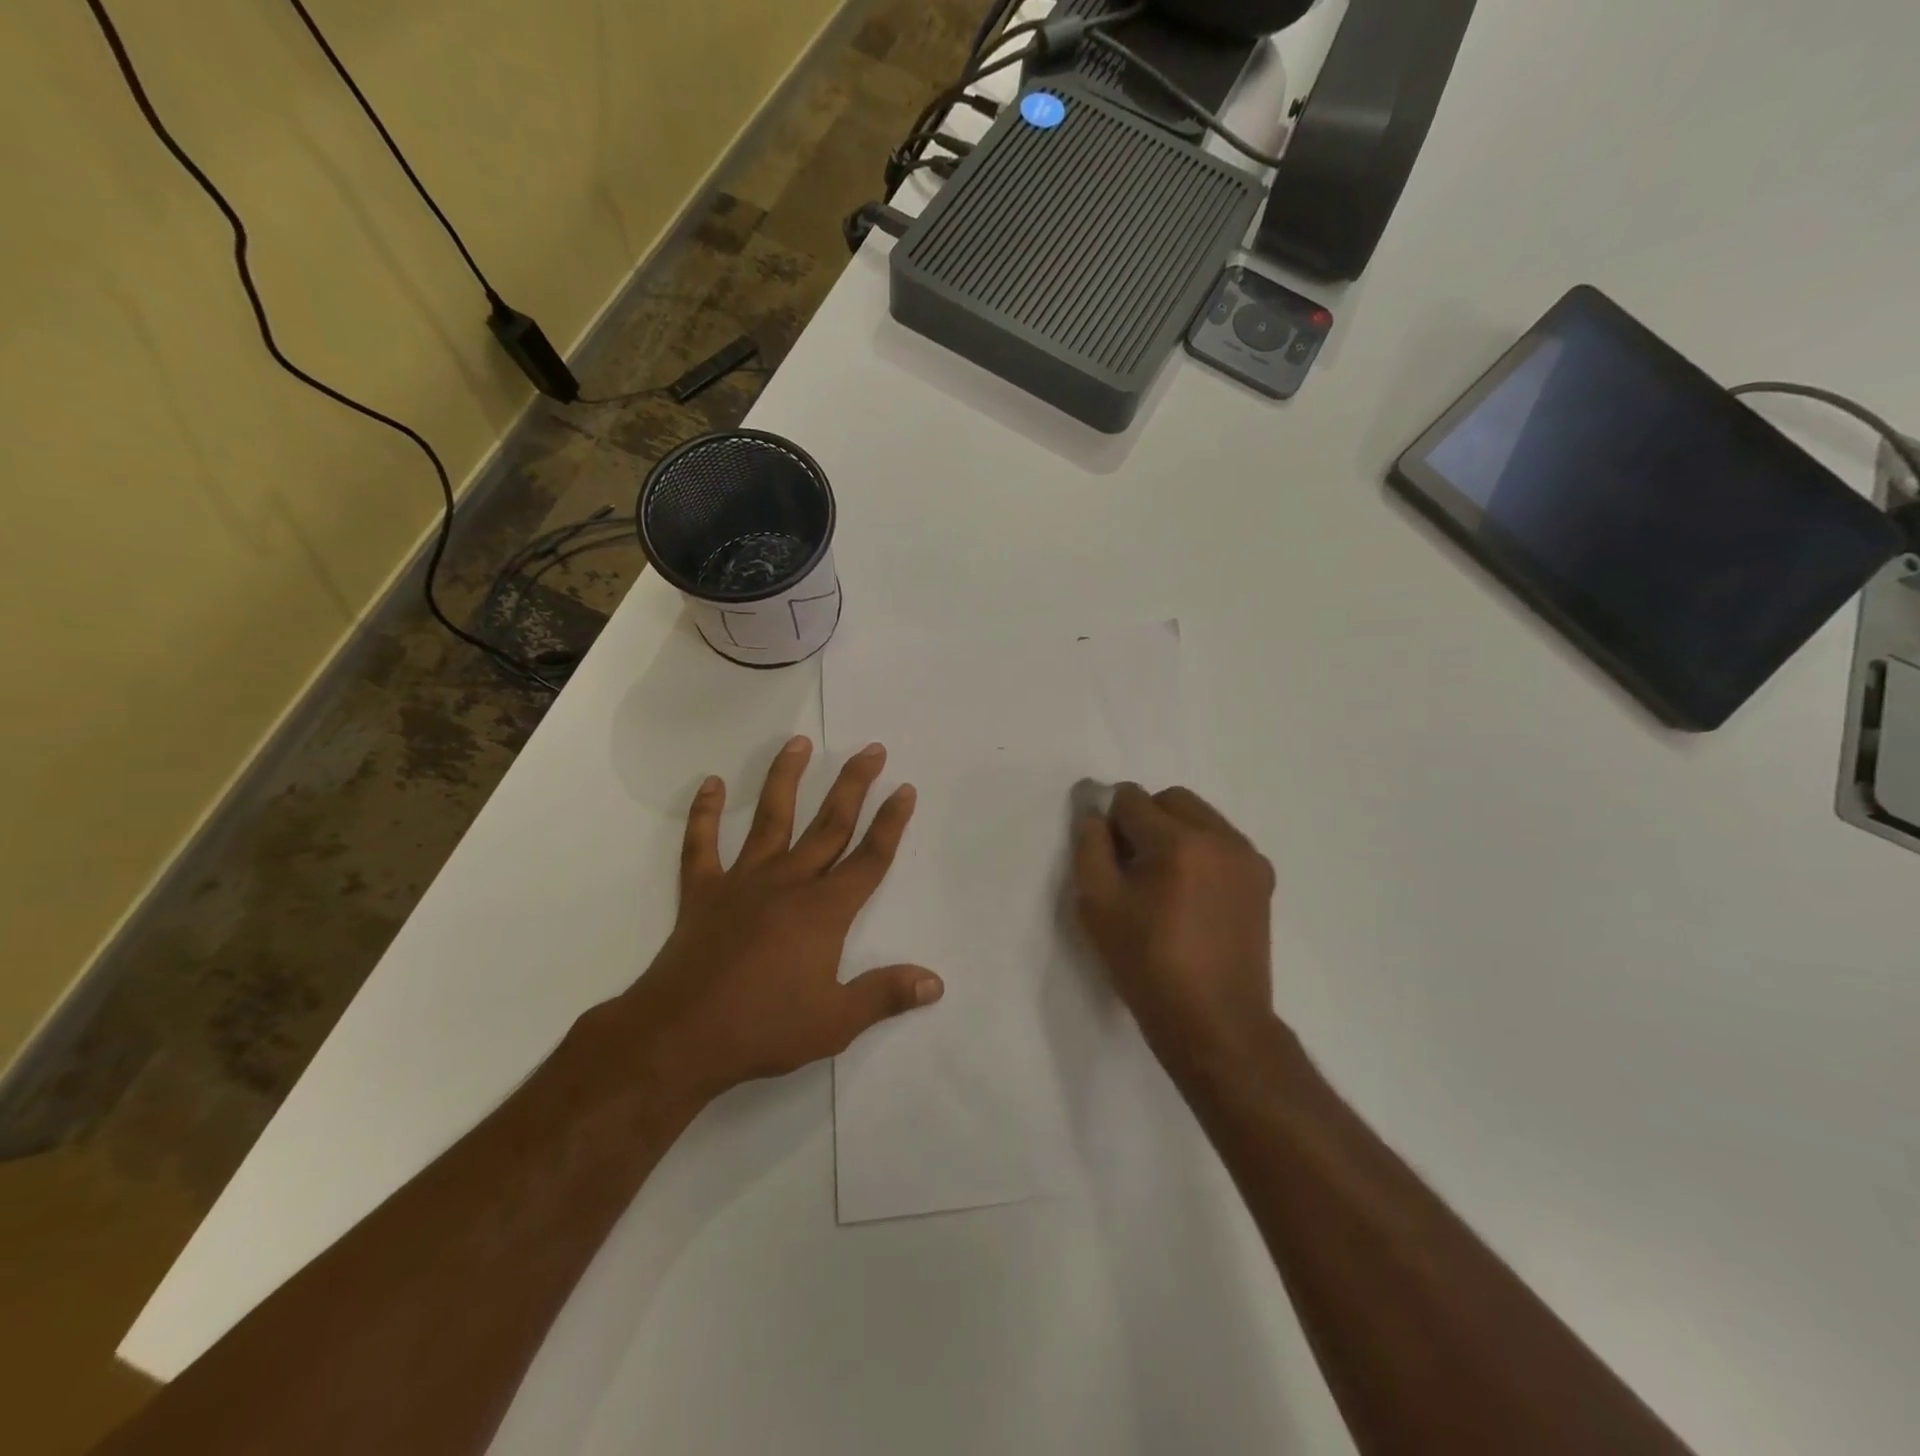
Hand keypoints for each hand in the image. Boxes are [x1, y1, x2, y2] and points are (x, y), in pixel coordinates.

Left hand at [615, 736, 942, 1105]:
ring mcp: (742, 882)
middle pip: (829, 825)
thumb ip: (886, 994)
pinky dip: (703, 813)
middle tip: (871, 749)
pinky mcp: (703, 892)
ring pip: (770, 818)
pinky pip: (701, 844)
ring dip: (785, 778)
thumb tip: (936, 982)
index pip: (869, 858)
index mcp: (824, 910)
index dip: (891, 823)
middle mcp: (788, 883)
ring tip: (799, 743)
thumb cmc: (764, 1028)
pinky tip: (708, 783)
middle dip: (853, 785)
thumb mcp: (836, 1021)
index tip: (905, 788)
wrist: (680, 1036)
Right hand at [1072, 784, 1277, 1079]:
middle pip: (1170, 800)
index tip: (1108, 859)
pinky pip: (1222, 842)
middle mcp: (1221, 837)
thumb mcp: (1098, 905)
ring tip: (1164, 884)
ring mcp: (1248, 857)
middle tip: (1132, 868)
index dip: (1110, 823)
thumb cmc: (1147, 965)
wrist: (1215, 1023)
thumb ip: (1089, 846)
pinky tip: (1190, 895)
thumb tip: (1092, 810)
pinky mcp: (1262, 879)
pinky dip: (1200, 851)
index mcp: (1179, 841)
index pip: (1131, 798)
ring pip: (1200, 817)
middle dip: (1144, 819)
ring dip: (1174, 833)